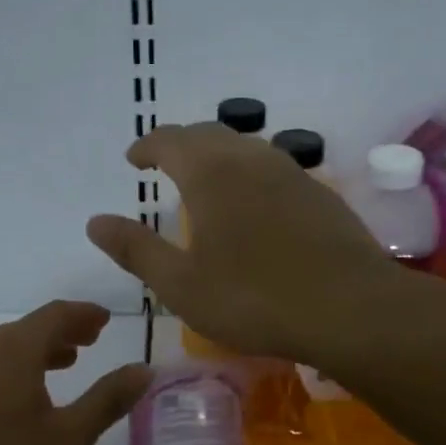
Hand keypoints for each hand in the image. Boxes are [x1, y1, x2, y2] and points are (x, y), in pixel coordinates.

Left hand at [0, 300, 150, 444]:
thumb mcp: (69, 437)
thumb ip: (108, 400)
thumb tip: (145, 369)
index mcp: (16, 350)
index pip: (56, 314)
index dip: (85, 314)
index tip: (105, 318)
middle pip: (31, 328)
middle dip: (65, 330)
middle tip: (92, 338)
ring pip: (10, 348)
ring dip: (42, 349)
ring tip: (66, 362)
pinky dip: (20, 366)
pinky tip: (27, 395)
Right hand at [86, 123, 401, 362]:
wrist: (350, 309)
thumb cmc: (254, 299)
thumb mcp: (181, 284)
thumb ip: (135, 249)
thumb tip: (95, 221)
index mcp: (211, 174)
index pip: (169, 140)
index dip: (147, 146)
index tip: (133, 160)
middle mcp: (251, 159)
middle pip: (208, 135)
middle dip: (180, 145)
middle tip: (163, 165)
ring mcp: (292, 173)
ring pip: (245, 147)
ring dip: (217, 156)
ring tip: (205, 181)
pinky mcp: (320, 194)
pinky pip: (273, 168)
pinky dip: (249, 174)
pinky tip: (253, 206)